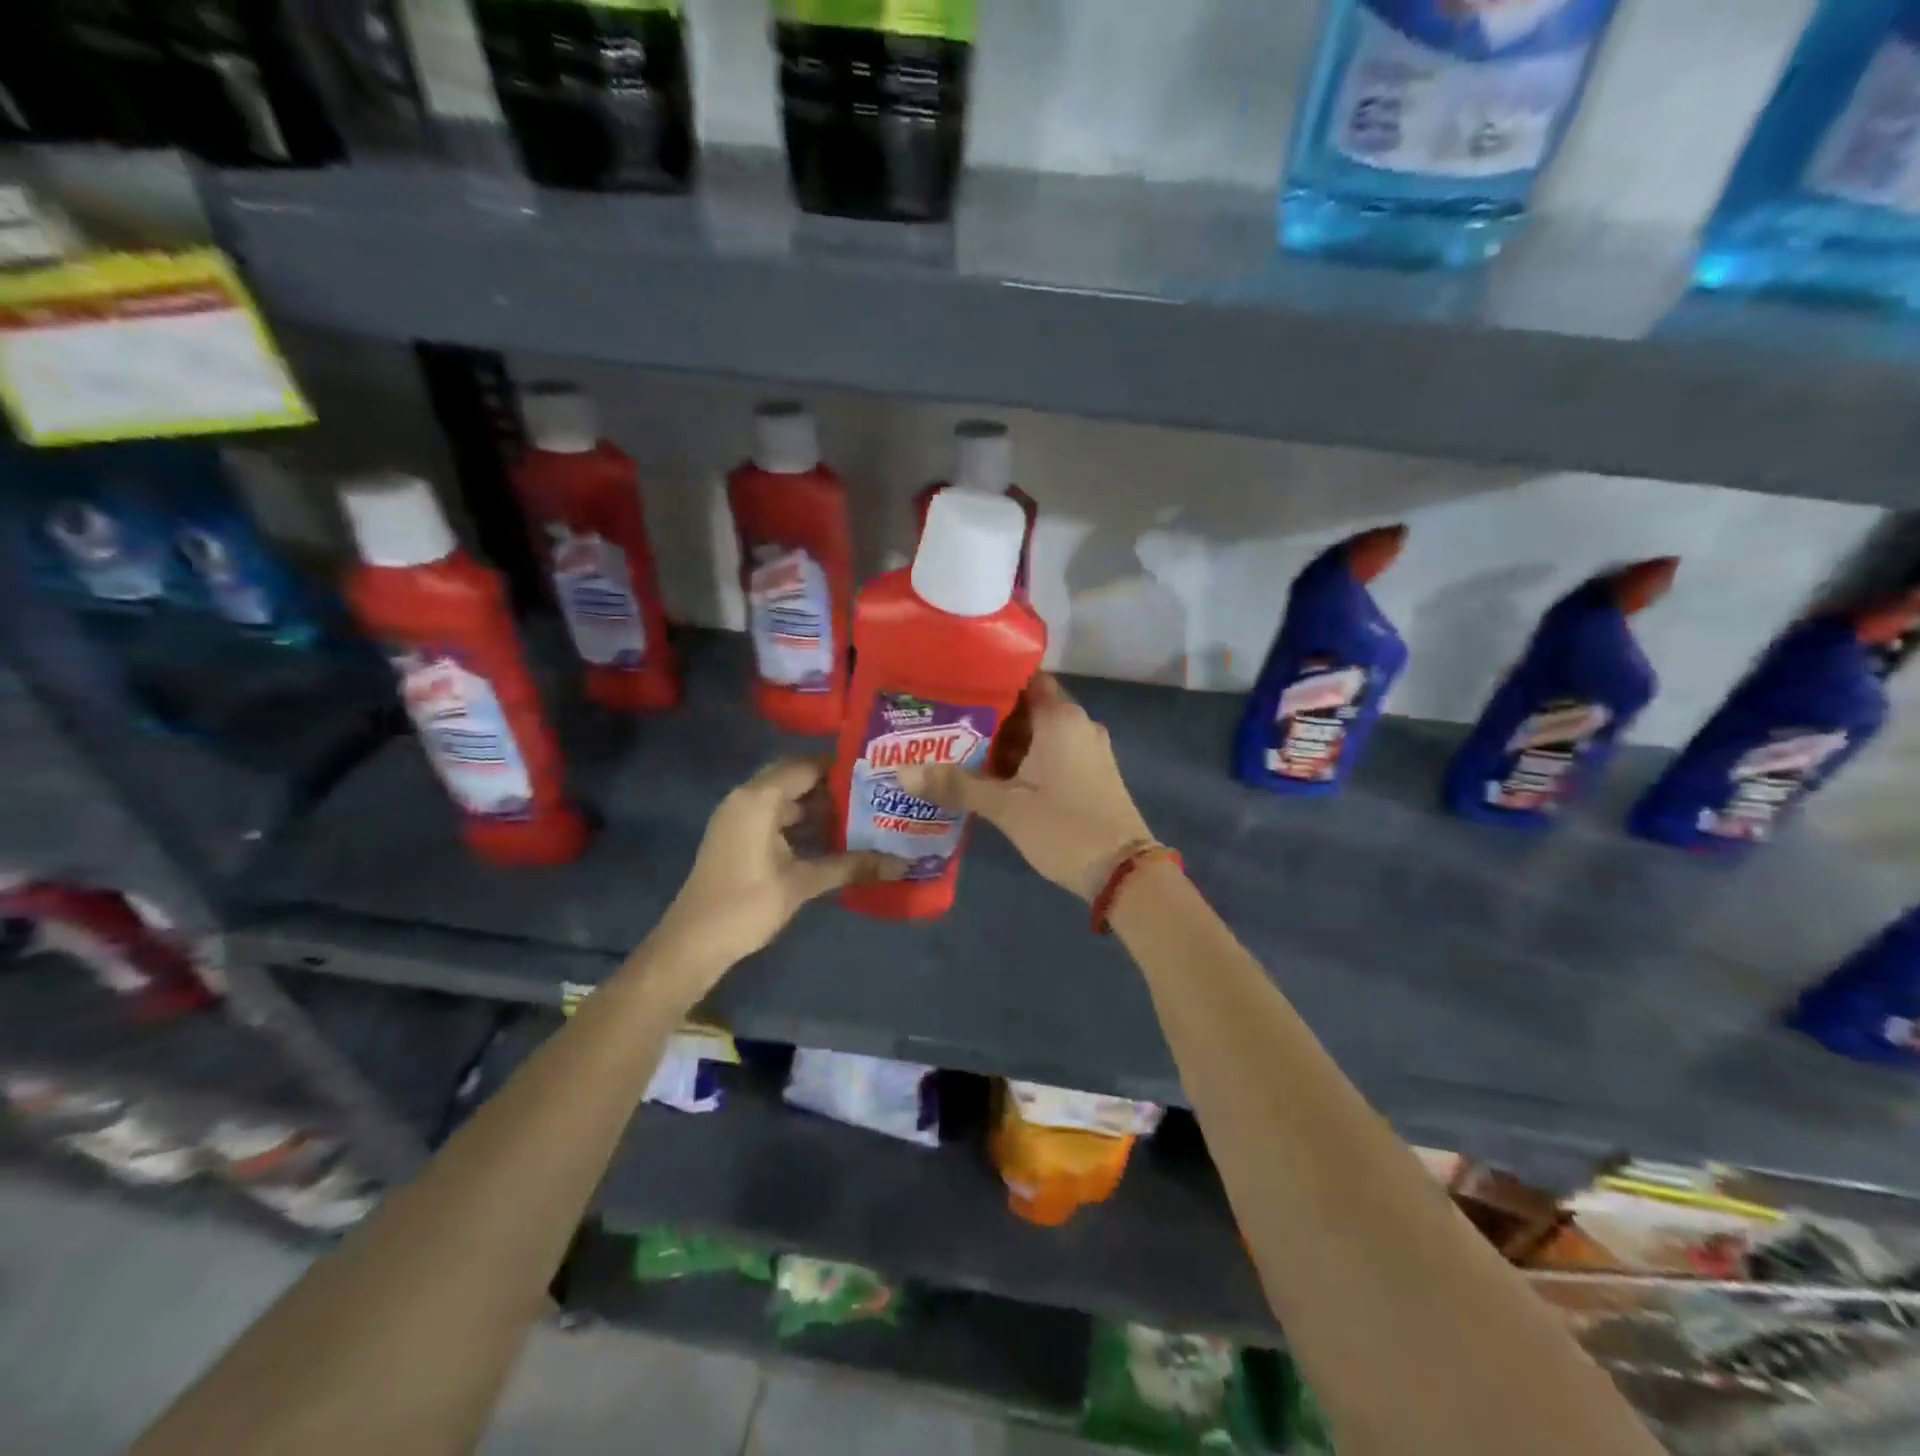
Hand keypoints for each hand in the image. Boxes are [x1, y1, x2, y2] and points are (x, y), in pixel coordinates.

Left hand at [657, 758, 895, 974]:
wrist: (693, 943)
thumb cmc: (747, 905)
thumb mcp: (802, 883)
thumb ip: (850, 866)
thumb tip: (900, 863)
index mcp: (759, 798)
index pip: (806, 766)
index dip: (840, 768)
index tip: (875, 773)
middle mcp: (746, 798)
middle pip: (796, 778)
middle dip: (832, 786)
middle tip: (873, 794)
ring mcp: (739, 817)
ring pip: (786, 799)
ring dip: (817, 806)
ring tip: (861, 815)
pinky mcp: (738, 836)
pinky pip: (775, 816)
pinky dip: (801, 823)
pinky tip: (832, 839)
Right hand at [896, 673, 1153, 900]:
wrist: (1124, 874)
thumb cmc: (1064, 828)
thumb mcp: (1005, 807)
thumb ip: (955, 784)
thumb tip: (901, 771)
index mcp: (1060, 718)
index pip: (1022, 677)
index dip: (988, 677)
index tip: (952, 683)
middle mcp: (1077, 724)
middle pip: (1025, 707)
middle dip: (986, 715)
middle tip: (941, 720)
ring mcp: (1087, 750)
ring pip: (1036, 734)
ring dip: (1001, 742)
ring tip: (955, 747)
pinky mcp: (1089, 774)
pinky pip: (1049, 754)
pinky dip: (1021, 760)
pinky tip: (988, 776)